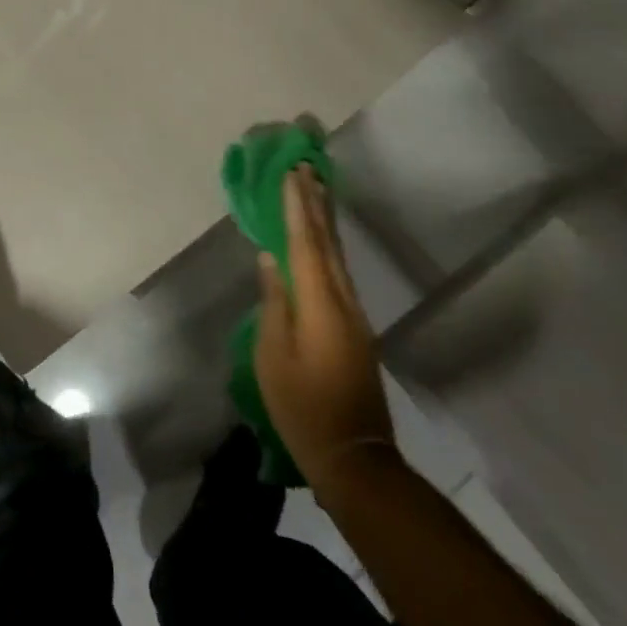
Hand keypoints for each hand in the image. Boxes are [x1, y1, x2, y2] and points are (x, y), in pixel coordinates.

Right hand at [254, 163, 395, 498]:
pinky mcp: (355, 328)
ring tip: (316, 190)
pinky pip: (339, 272)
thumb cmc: (303, 407)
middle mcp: (343, 301)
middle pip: (328, 243)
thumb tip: (271, 260)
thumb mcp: (274, 356)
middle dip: (316, 203)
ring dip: (325, 221)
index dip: (297, 207)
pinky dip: (328, 246)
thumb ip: (273, 302)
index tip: (292, 172)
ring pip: (337, 256)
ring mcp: (354, 315)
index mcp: (320, 304)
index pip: (306, 243)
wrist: (355, 458)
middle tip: (307, 167)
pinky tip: (321, 241)